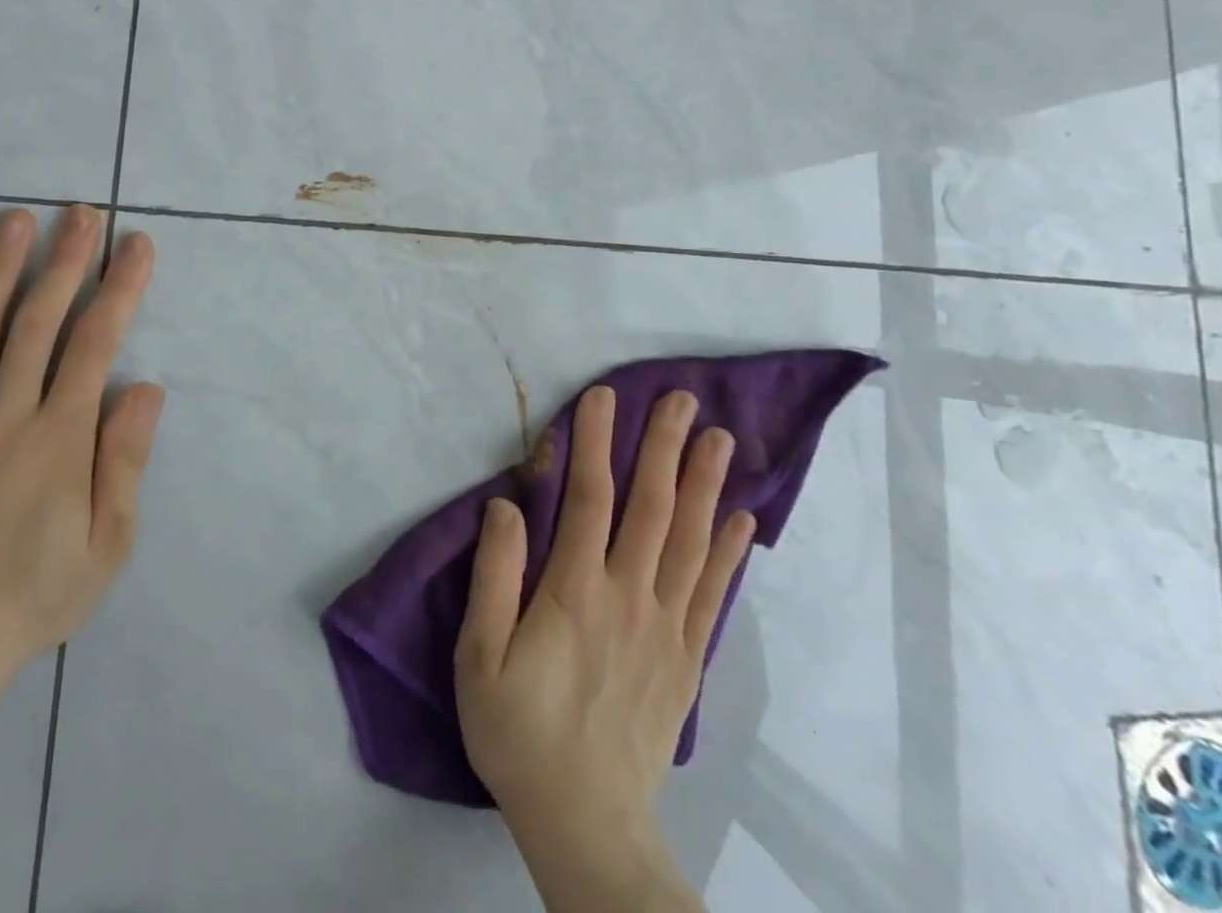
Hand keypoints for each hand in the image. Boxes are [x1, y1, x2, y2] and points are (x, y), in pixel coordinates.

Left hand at [0, 204, 162, 679]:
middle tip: (81, 212)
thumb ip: (125, 460)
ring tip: (16, 221)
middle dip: (66, 261)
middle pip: (38, 322)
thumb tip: (145, 387)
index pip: (97, 343)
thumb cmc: (36, 594)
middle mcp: (4, 416)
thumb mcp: (109, 543)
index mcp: (59, 437)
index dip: (120, 288)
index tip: (136, 245)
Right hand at [455, 386, 754, 910]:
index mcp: (575, 592)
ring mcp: (666, 627)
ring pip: (689, 540)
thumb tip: (507, 505)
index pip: (588, 498)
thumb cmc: (520, 734)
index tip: (603, 396)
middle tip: (680, 398)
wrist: (587, 825)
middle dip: (663, 447)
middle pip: (650, 507)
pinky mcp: (687, 658)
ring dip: (704, 484)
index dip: (596, 442)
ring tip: (719, 438)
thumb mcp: (480, 659)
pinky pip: (713, 594)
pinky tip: (741, 518)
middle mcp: (629, 596)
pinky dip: (729, 552)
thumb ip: (494, 577)